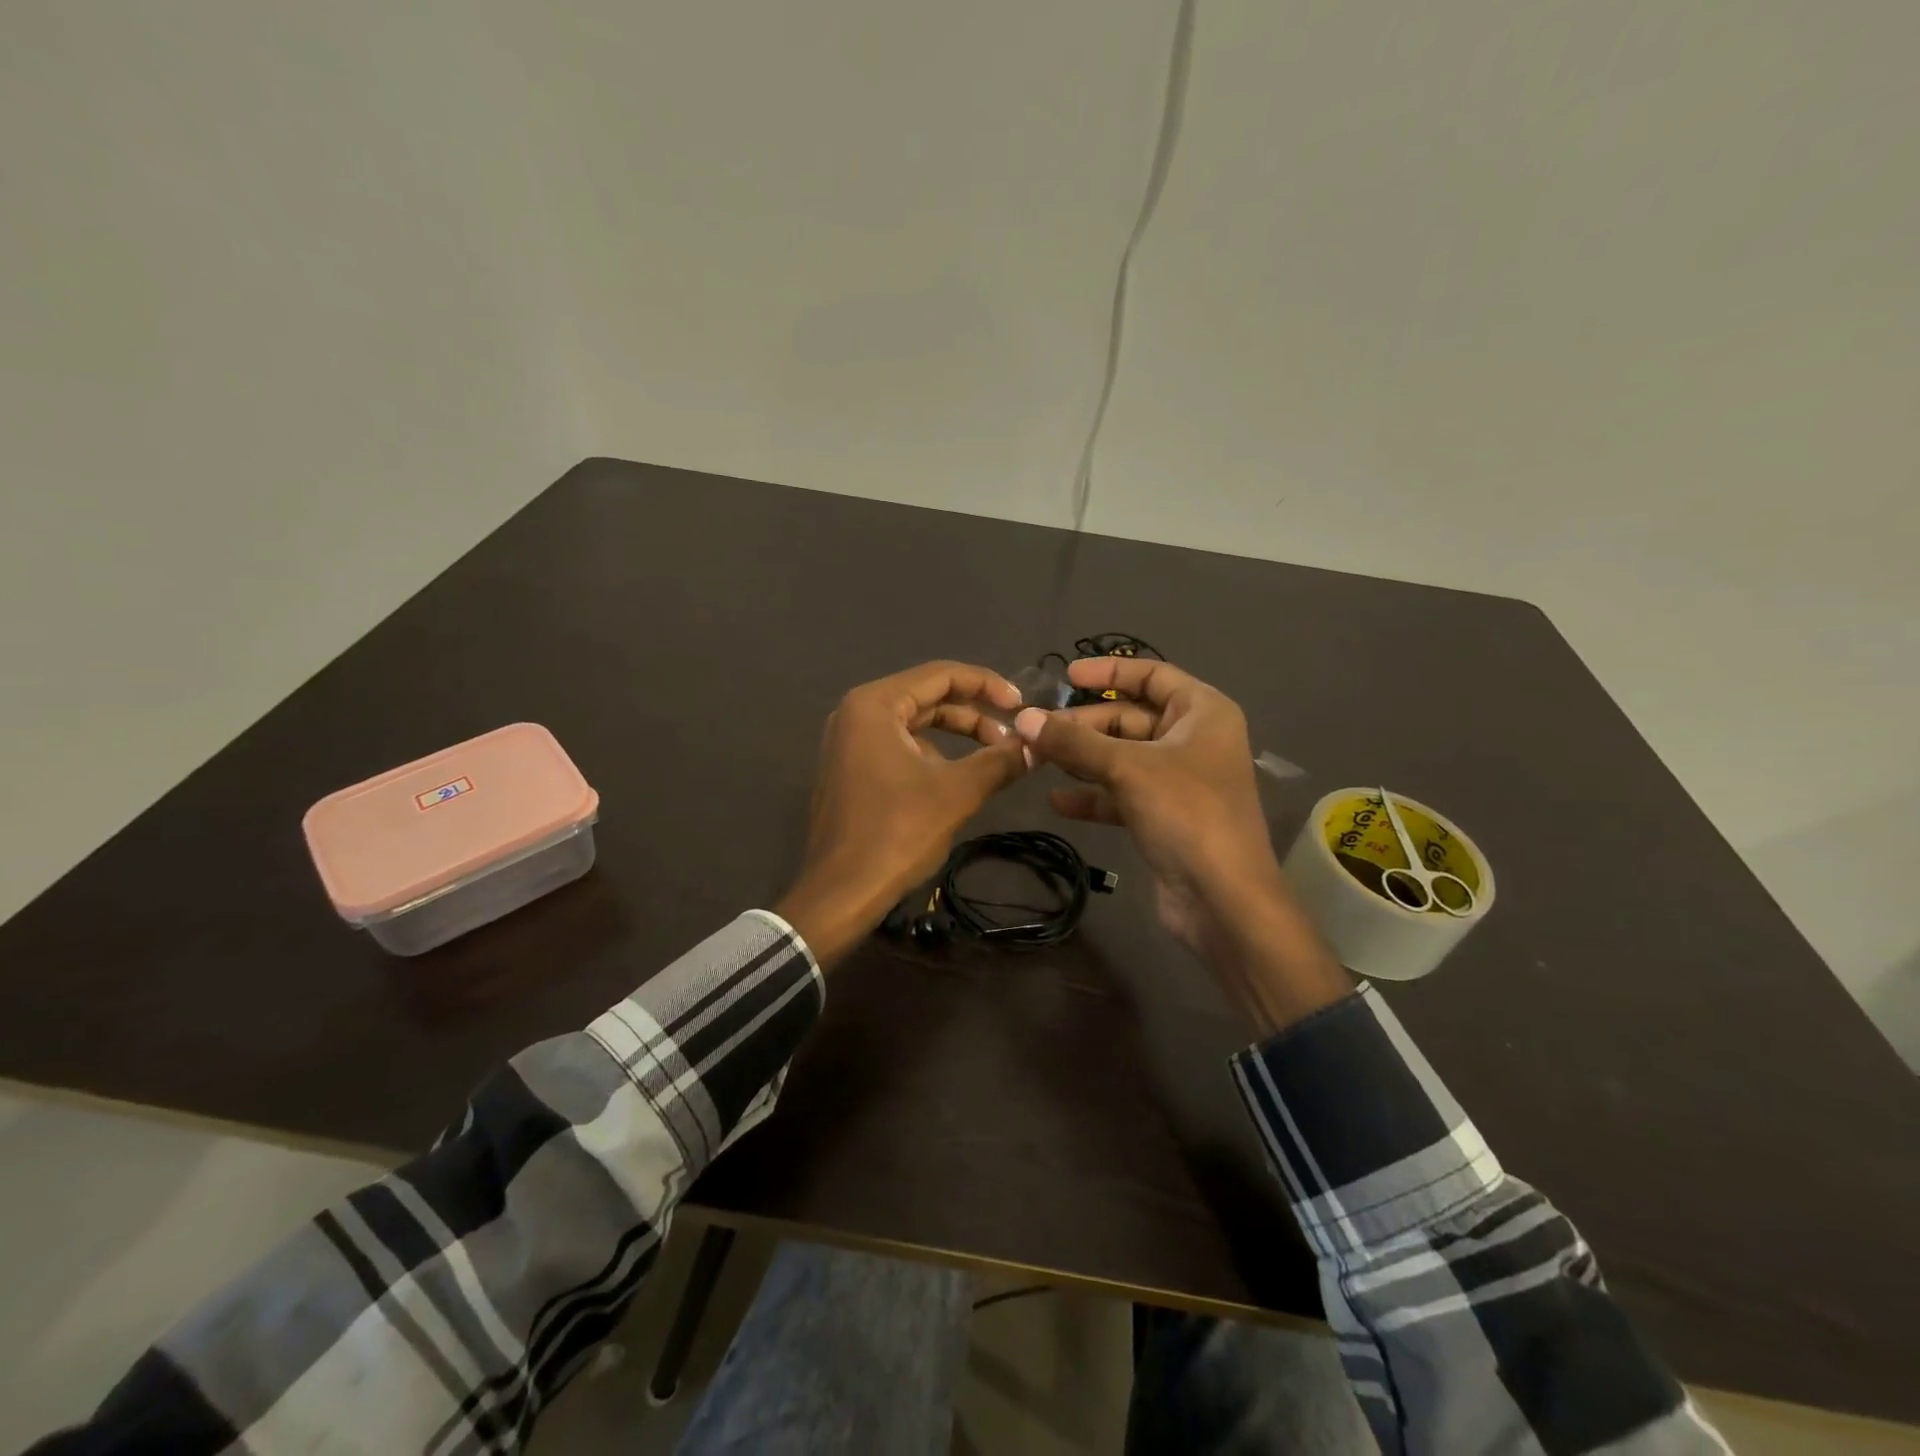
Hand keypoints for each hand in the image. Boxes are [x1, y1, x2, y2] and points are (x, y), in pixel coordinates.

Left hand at [776, 661, 1026, 966]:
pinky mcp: (851, 770)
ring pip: (915, 724)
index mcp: (875, 704)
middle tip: (1014, 737)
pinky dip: (933, 755)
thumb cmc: (896, 833)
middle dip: (975, 714)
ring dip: (957, 736)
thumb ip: (1000, 761)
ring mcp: (849, 742)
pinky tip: (958, 781)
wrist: (840, 894)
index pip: (941, 674)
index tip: (1022, 707)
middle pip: (928, 697)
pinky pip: (899, 747)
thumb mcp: (957, 792)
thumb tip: (1038, 746)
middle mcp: (856, 713)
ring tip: (995, 759)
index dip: (988, 685)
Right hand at [1013, 658, 1349, 1032]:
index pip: (1152, 675)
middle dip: (1084, 725)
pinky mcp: (1164, 816)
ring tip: (1037, 760)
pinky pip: (1122, 794)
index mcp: (1202, 712)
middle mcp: (1194, 740)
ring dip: (1082, 759)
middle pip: (1131, 718)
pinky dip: (1093, 796)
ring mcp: (1179, 781)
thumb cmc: (1186, 813)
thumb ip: (1073, 742)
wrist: (1223, 899)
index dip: (1109, 671)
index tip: (1065, 676)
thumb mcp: (1127, 768)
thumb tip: (1023, 718)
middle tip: (1037, 730)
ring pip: (1122, 758)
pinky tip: (1057, 801)